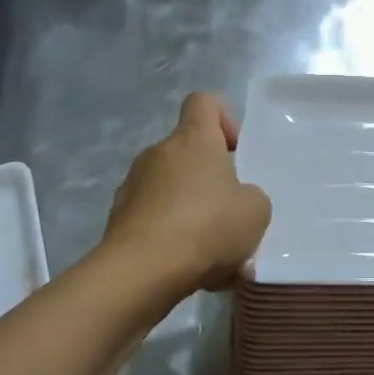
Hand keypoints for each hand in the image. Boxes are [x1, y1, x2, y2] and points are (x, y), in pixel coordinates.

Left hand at [103, 93, 271, 292]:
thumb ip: (251, 197)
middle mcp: (158, 154)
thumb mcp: (256, 211)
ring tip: (216, 257)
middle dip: (212, 182)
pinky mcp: (118, 220)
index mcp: (192, 140)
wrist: (141, 272)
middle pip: (189, 154)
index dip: (224, 119)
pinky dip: (173, 240)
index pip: (204, 102)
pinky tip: (192, 272)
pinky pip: (156, 222)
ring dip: (194, 215)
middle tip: (232, 217)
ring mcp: (132, 186)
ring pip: (173, 192)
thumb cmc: (206, 227)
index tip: (235, 152)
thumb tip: (235, 200)